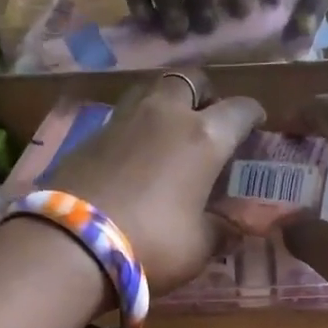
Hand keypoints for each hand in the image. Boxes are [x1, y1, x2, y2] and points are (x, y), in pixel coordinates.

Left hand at [45, 69, 264, 291]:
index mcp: (203, 137)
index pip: (239, 109)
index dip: (252, 115)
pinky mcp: (90, 134)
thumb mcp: (198, 248)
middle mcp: (165, 115)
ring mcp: (123, 119)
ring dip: (167, 103)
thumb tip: (234, 228)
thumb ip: (221, 231)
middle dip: (205, 93)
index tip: (256, 124)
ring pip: (152, 90)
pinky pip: (123, 116)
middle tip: (208, 118)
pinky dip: (136, 126)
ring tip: (169, 131)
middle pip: (191, 79)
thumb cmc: (151, 245)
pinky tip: (134, 153)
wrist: (71, 245)